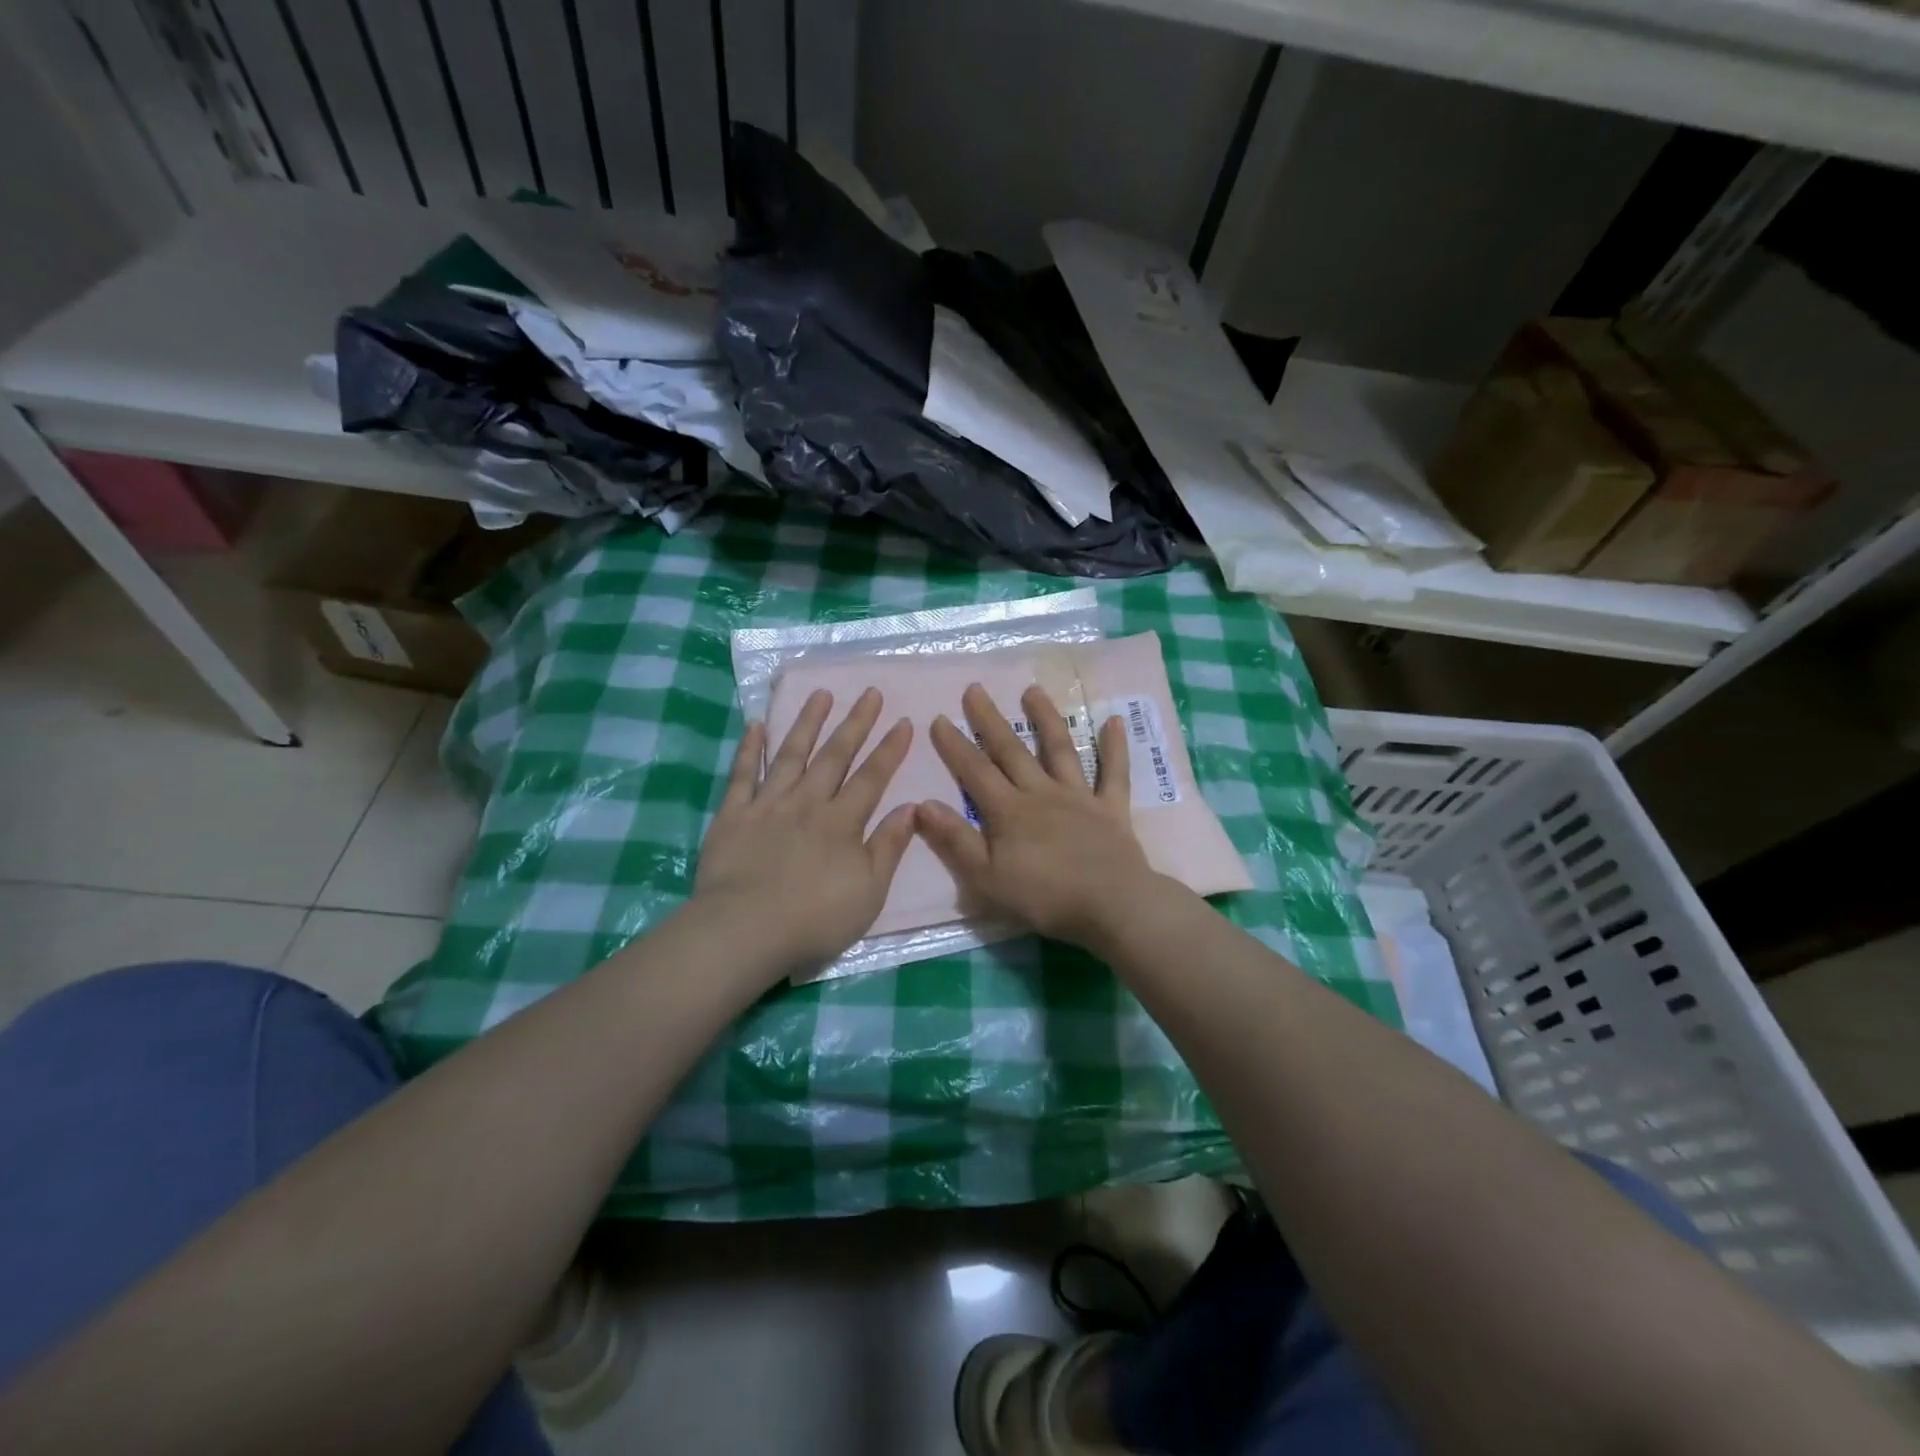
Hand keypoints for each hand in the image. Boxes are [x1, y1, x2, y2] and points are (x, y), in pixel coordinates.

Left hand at [694, 687, 915, 978]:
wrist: (744, 931)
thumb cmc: (815, 919)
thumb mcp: (869, 891)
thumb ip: (889, 846)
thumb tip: (911, 807)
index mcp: (842, 822)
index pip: (872, 777)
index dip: (890, 749)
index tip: (903, 720)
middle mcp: (807, 802)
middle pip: (835, 756)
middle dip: (855, 723)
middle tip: (869, 693)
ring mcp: (768, 805)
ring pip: (791, 754)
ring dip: (808, 723)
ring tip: (821, 694)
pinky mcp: (733, 814)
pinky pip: (742, 774)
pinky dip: (750, 748)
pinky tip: (756, 725)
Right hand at [916, 683, 1161, 946]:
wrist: (1110, 905)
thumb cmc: (1044, 897)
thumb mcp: (986, 878)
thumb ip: (955, 840)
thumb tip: (922, 804)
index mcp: (1009, 811)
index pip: (975, 772)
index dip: (955, 746)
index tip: (938, 718)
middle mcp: (1041, 793)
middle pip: (1011, 751)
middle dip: (990, 720)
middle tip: (975, 689)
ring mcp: (1079, 797)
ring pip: (1060, 750)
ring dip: (1046, 719)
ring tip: (1033, 690)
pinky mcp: (1111, 808)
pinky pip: (1114, 773)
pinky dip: (1115, 747)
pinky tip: (1113, 720)